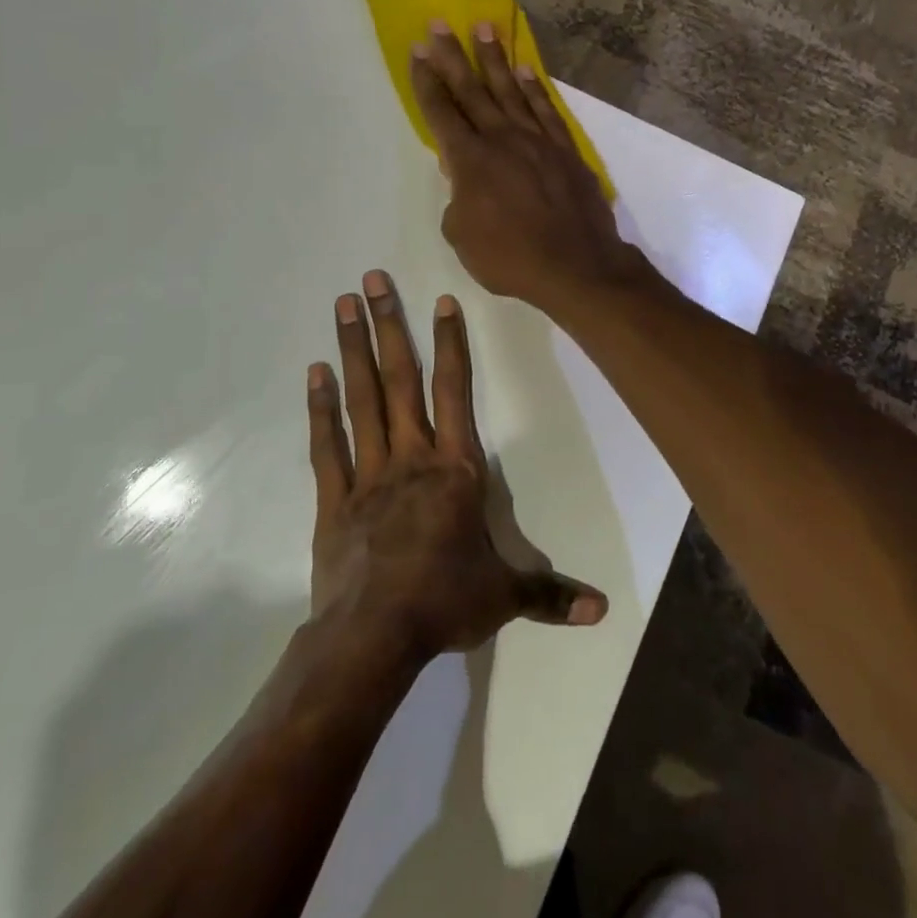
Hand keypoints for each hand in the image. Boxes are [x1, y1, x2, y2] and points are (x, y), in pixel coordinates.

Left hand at [306, 269, 607, 660]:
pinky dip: (320, 409)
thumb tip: (602, 610)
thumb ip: (551, 593)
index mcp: (455, 469)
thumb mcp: (505, 596)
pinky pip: (327, 445)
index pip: (455, 392)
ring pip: (362, 399)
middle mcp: (411, 457)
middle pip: (401, 379)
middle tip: (371, 279)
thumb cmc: (445, 603)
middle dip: (389, 325)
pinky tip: (314, 374)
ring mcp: (368, 474)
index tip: (441, 301)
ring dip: (353, 350)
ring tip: (342, 306)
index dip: (451, 343)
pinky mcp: (335, 499)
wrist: (373, 638)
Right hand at [409, 21, 649, 315]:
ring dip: (493, 58)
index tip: (417, 51)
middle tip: (438, 23)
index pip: (442, 113)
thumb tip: (464, 179)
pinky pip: (546, 110)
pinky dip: (534, 88)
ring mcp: (537, 141)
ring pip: (510, 90)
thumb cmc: (511, 258)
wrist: (576, 266)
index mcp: (471, 161)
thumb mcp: (463, 236)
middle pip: (472, 90)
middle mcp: (502, 139)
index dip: (427, 82)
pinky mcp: (565, 149)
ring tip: (482, 27)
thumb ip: (457, 200)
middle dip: (452, 56)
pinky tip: (524, 69)